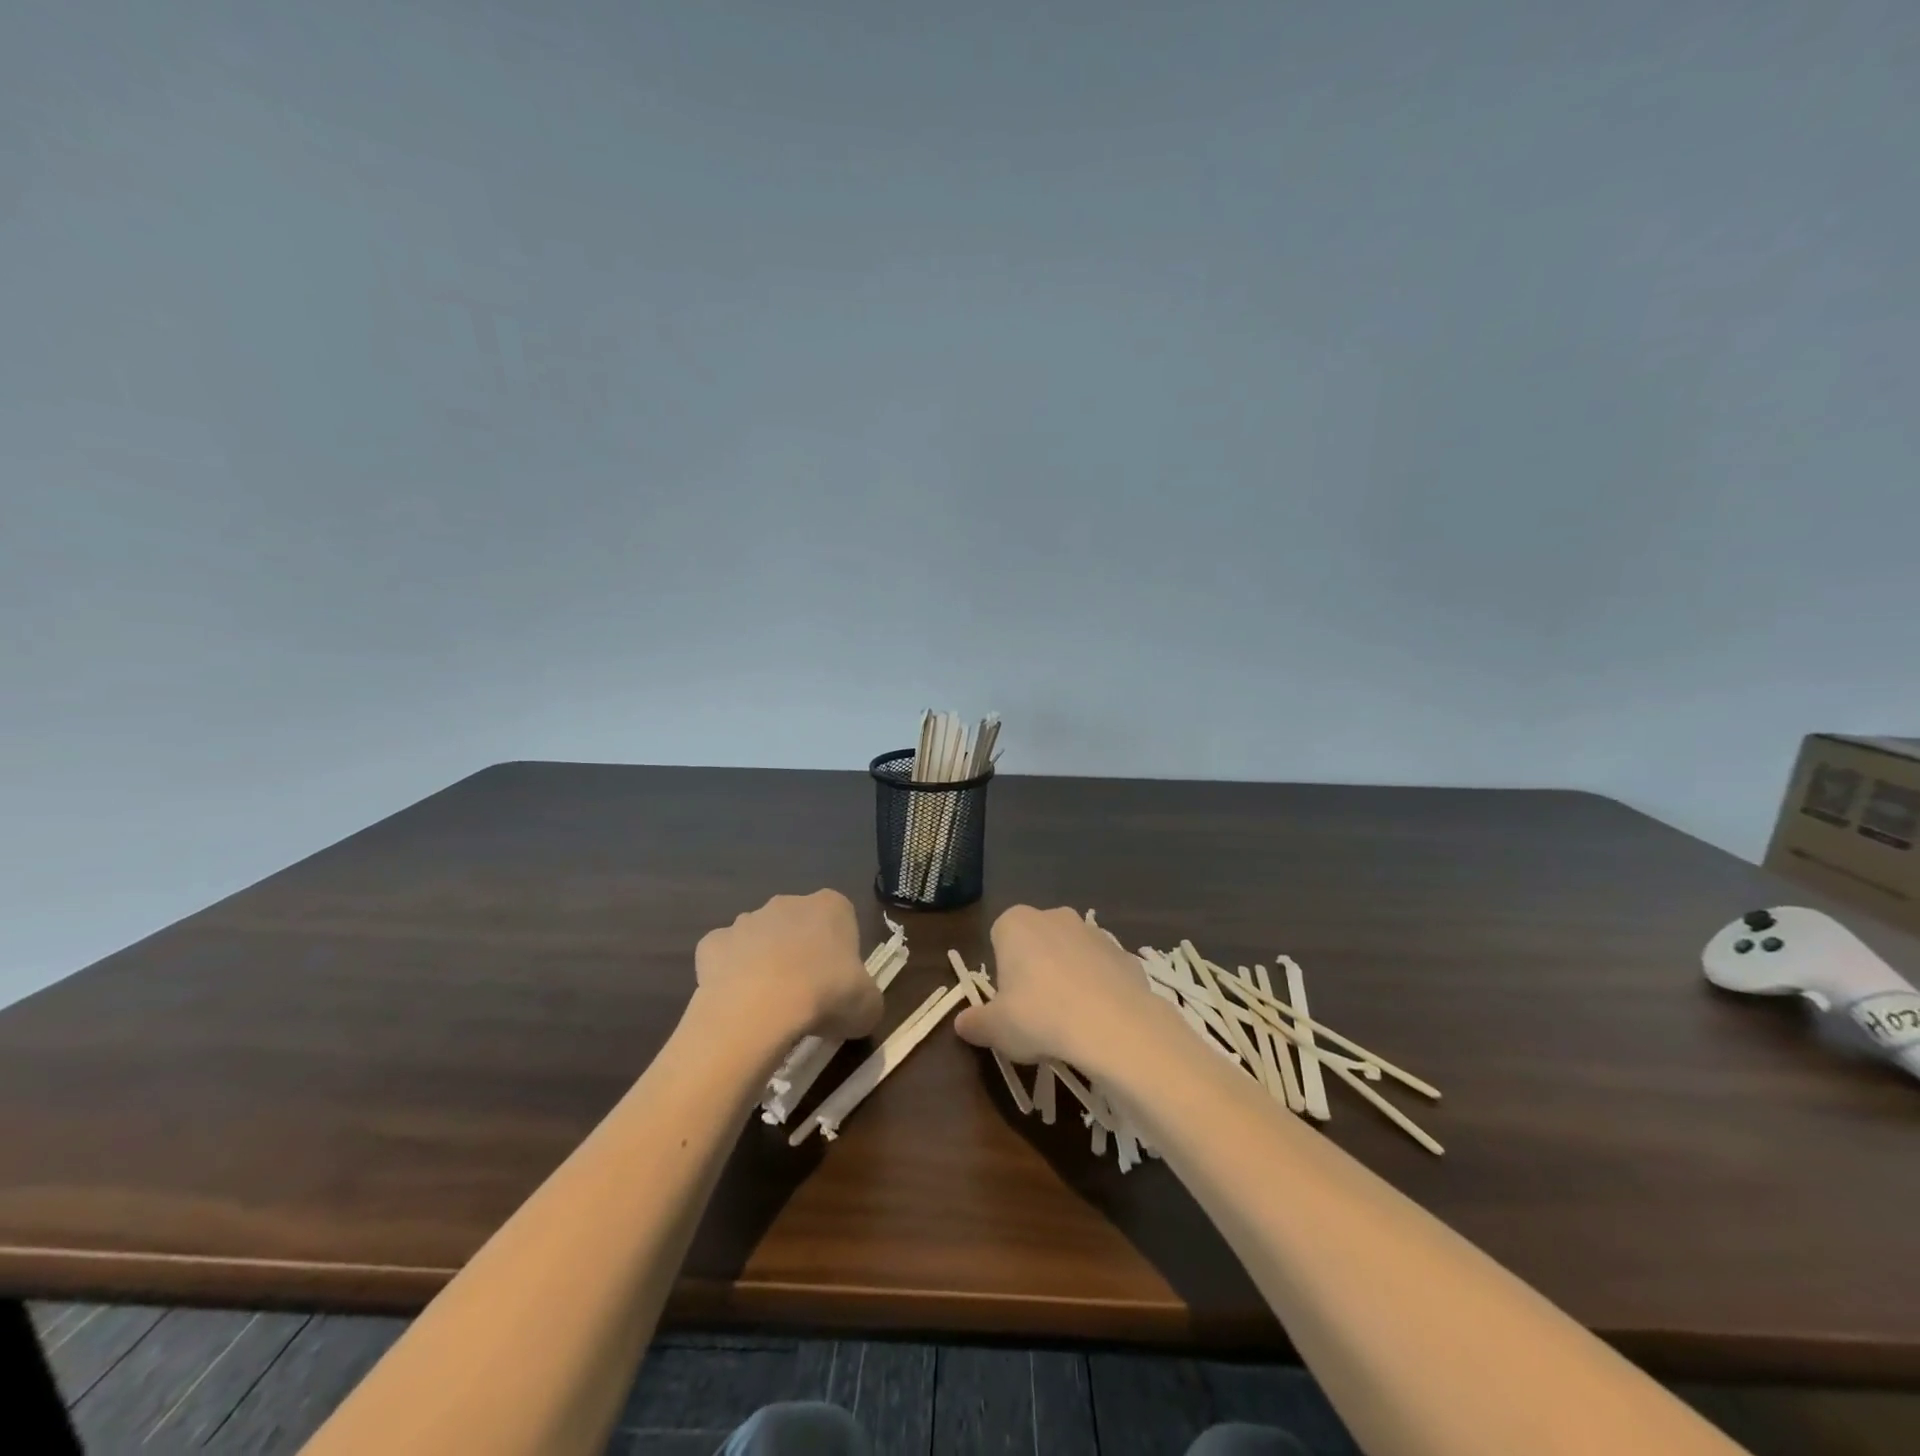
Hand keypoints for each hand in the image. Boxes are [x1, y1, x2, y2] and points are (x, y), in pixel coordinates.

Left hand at [694, 890, 882, 1042]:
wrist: (760, 1008)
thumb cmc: (826, 995)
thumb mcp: (868, 1006)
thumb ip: (866, 997)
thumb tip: (857, 1005)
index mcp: (831, 906)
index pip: (841, 920)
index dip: (841, 952)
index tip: (839, 983)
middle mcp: (788, 902)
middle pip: (798, 925)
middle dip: (801, 952)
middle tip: (806, 996)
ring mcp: (746, 920)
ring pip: (760, 939)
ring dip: (764, 963)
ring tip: (769, 1007)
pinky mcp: (713, 942)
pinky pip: (725, 958)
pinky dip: (730, 976)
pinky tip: (737, 1004)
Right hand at [954, 905, 1168, 1068]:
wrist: (1113, 1025)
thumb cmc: (1040, 1017)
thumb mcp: (995, 1029)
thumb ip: (975, 1023)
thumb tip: (962, 1024)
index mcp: (1016, 923)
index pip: (999, 938)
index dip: (1002, 972)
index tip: (1008, 1002)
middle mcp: (1054, 916)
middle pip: (1036, 942)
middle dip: (1035, 969)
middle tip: (1036, 1012)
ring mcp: (1093, 931)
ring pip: (1071, 953)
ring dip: (1068, 976)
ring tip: (1070, 1020)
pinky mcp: (1123, 952)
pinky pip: (1102, 969)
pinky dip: (1099, 987)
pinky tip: (1099, 1018)